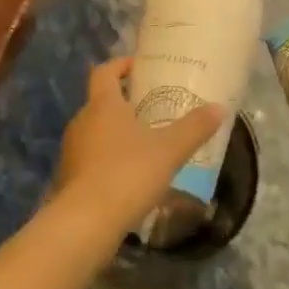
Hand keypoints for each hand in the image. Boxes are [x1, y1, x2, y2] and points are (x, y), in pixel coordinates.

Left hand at [50, 57, 224, 239]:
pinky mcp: (69, 177)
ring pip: (95, 131)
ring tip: (144, 144)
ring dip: (115, 133)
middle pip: (100, 101)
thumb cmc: (127, 174)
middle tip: (150, 108)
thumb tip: (219, 108)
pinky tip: (129, 176)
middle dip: (123, 102)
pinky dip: (108, 159)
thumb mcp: (169, 150)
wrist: (85, 223)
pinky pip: (91, 158)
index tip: (139, 67)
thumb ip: (194, 128)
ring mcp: (72, 150)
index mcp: (103, 105)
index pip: (105, 72)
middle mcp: (82, 121)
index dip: (120, 65)